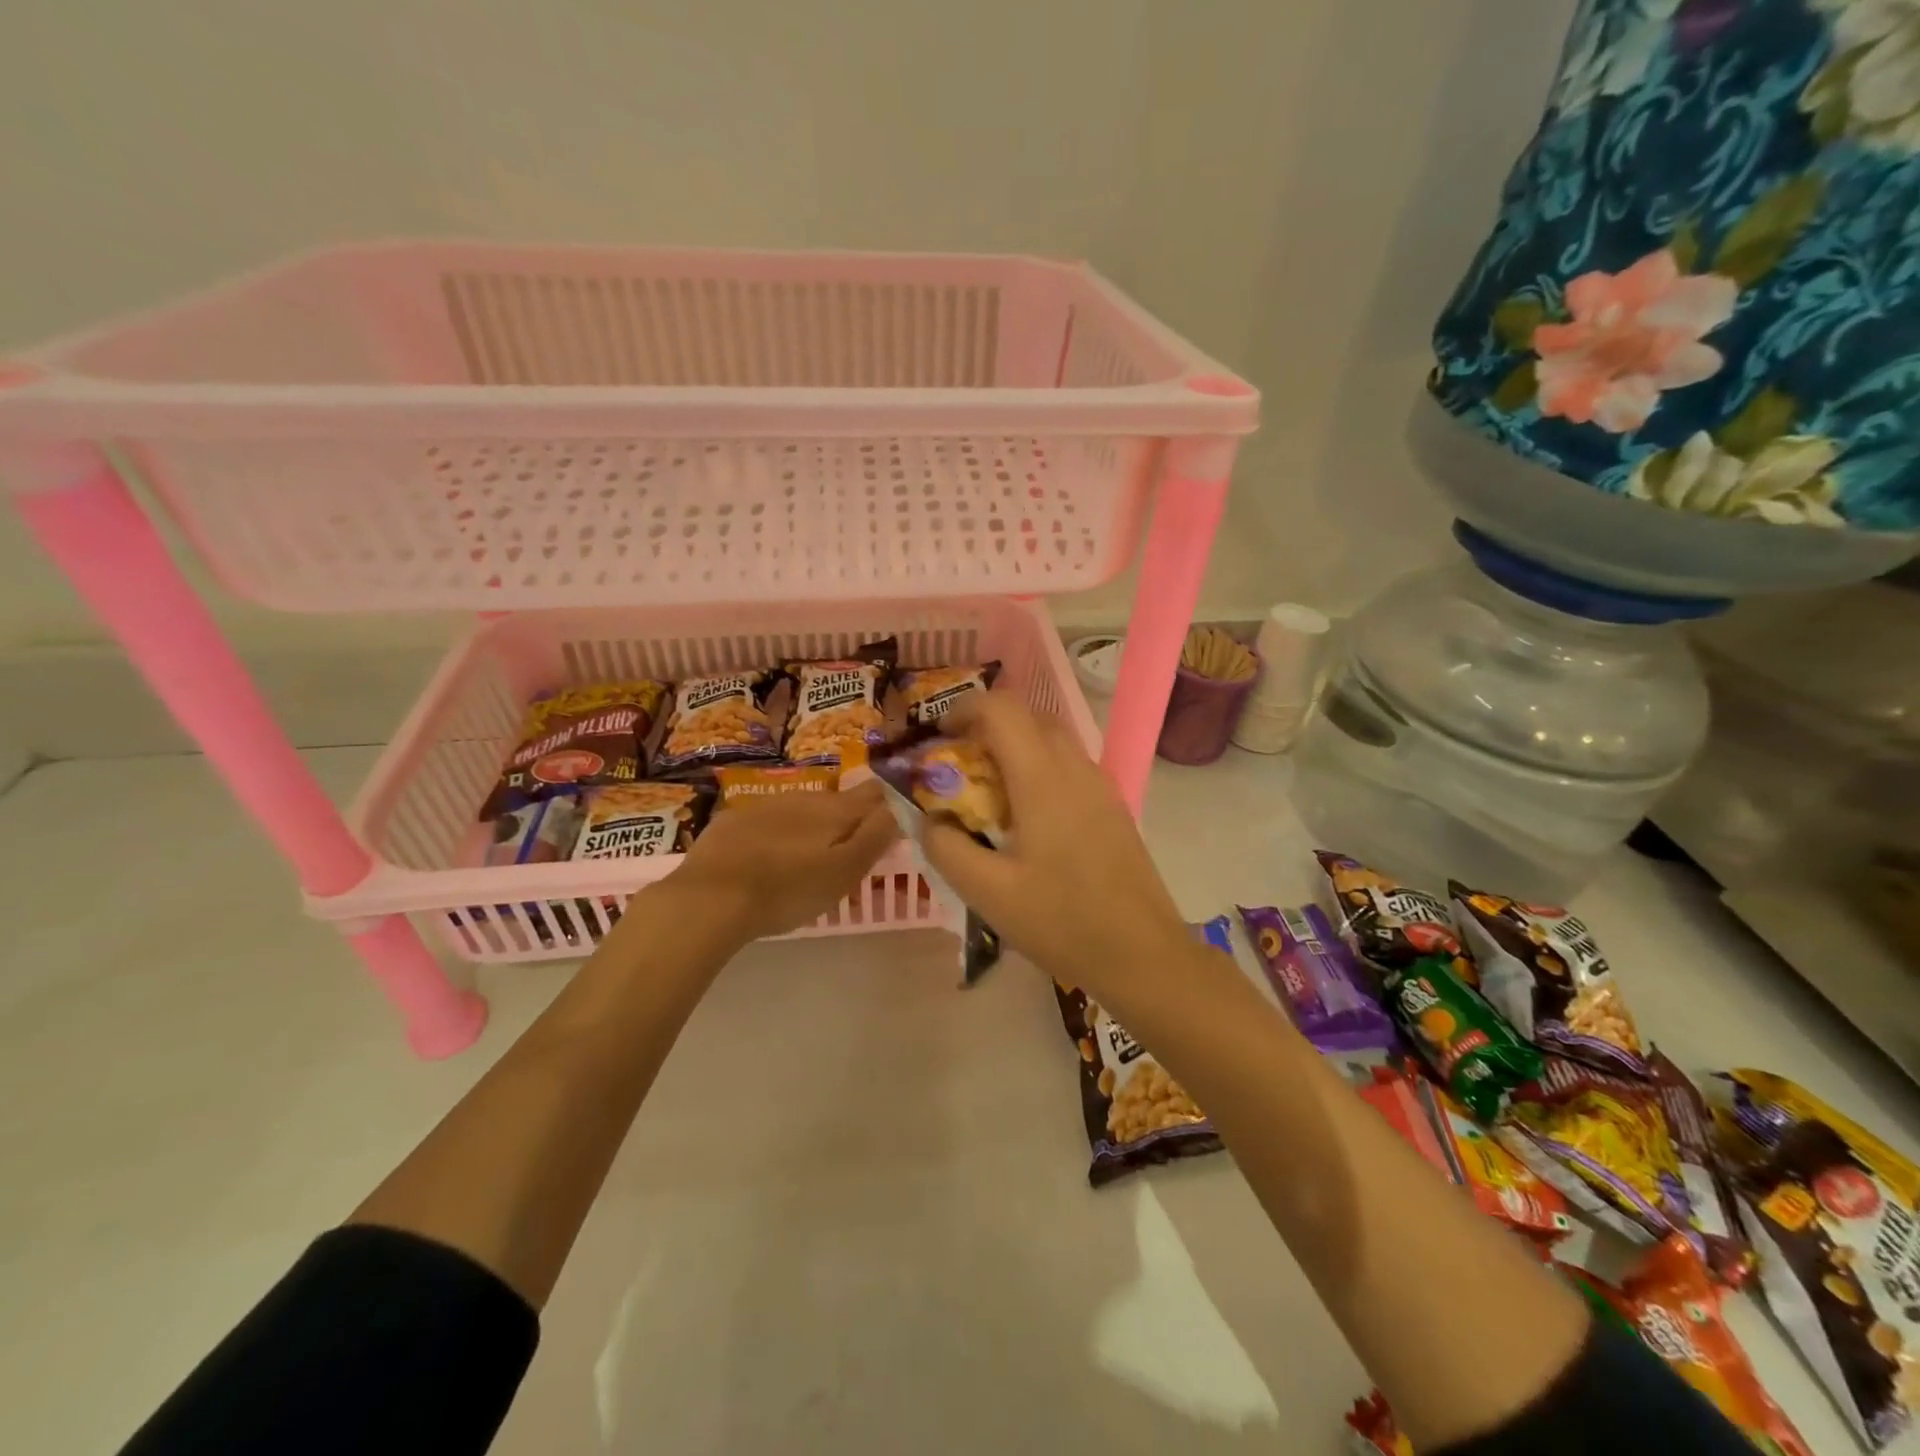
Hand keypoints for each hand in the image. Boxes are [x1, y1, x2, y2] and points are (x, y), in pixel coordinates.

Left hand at [670, 779, 898, 942]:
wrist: (709, 899)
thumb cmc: (788, 890)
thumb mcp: (844, 872)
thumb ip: (876, 837)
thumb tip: (900, 806)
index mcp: (836, 811)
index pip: (875, 792)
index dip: (890, 800)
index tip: (896, 816)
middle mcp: (804, 797)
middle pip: (838, 802)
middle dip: (849, 820)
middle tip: (851, 852)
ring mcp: (766, 805)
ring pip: (802, 810)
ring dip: (812, 827)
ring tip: (809, 860)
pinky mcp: (734, 820)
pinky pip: (768, 821)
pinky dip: (778, 834)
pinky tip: (769, 859)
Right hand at [918, 694, 1193, 999]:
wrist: (1143, 954)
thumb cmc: (1062, 922)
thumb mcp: (988, 893)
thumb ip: (947, 848)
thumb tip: (930, 820)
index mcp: (1042, 778)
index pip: (1002, 709)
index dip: (963, 709)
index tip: (938, 738)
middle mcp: (1075, 768)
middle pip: (1028, 717)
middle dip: (986, 727)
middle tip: (958, 766)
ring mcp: (1100, 785)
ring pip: (1051, 739)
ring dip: (1014, 748)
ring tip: (988, 794)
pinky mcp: (1112, 806)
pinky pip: (1068, 766)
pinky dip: (1038, 768)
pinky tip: (1026, 819)